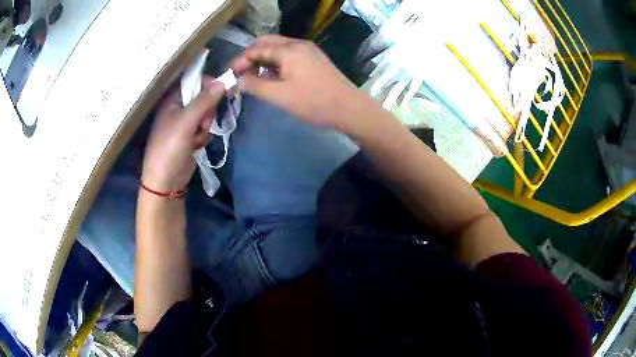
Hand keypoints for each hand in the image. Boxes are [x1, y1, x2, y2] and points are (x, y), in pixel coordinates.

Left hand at [141, 78, 225, 192]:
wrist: (166, 182)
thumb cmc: (169, 148)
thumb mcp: (186, 122)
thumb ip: (204, 101)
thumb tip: (224, 80)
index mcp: (172, 100)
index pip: (194, 82)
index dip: (208, 84)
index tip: (220, 91)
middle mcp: (178, 109)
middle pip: (203, 98)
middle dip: (207, 111)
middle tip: (202, 123)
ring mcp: (184, 124)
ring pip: (206, 115)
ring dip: (205, 126)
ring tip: (196, 138)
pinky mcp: (190, 137)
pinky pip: (204, 129)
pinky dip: (203, 137)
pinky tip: (196, 146)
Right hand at [230, 35, 372, 132]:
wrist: (349, 108)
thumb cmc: (313, 102)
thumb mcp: (279, 96)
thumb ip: (255, 85)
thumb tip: (239, 80)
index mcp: (288, 50)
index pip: (256, 49)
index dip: (240, 60)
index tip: (230, 74)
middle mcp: (298, 44)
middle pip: (267, 43)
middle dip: (251, 56)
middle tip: (241, 73)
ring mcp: (308, 50)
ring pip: (278, 48)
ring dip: (264, 58)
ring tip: (255, 76)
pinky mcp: (314, 58)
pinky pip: (289, 54)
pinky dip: (276, 62)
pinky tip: (273, 76)